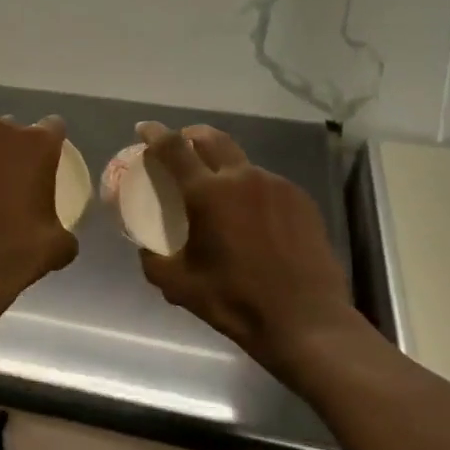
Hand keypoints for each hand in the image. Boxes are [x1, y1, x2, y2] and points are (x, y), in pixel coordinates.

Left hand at [0, 115, 78, 297]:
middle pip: (17, 132)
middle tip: (24, 181)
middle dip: (21, 150)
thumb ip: (65, 229)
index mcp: (37, 142)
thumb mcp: (59, 245)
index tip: (54, 166)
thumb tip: (61, 235)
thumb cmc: (18, 248)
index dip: (55, 145)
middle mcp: (1, 133)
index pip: (54, 127)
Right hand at [135, 121, 360, 385]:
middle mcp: (242, 178)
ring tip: (219, 191)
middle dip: (190, 136)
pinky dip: (250, 189)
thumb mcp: (178, 286)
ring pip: (241, 162)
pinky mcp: (301, 201)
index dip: (154, 134)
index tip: (143, 129)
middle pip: (211, 138)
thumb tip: (145, 246)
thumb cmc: (235, 301)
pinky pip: (267, 183)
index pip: (172, 148)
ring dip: (223, 166)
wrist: (305, 321)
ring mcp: (276, 186)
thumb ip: (153, 259)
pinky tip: (251, 216)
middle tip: (181, 147)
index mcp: (207, 194)